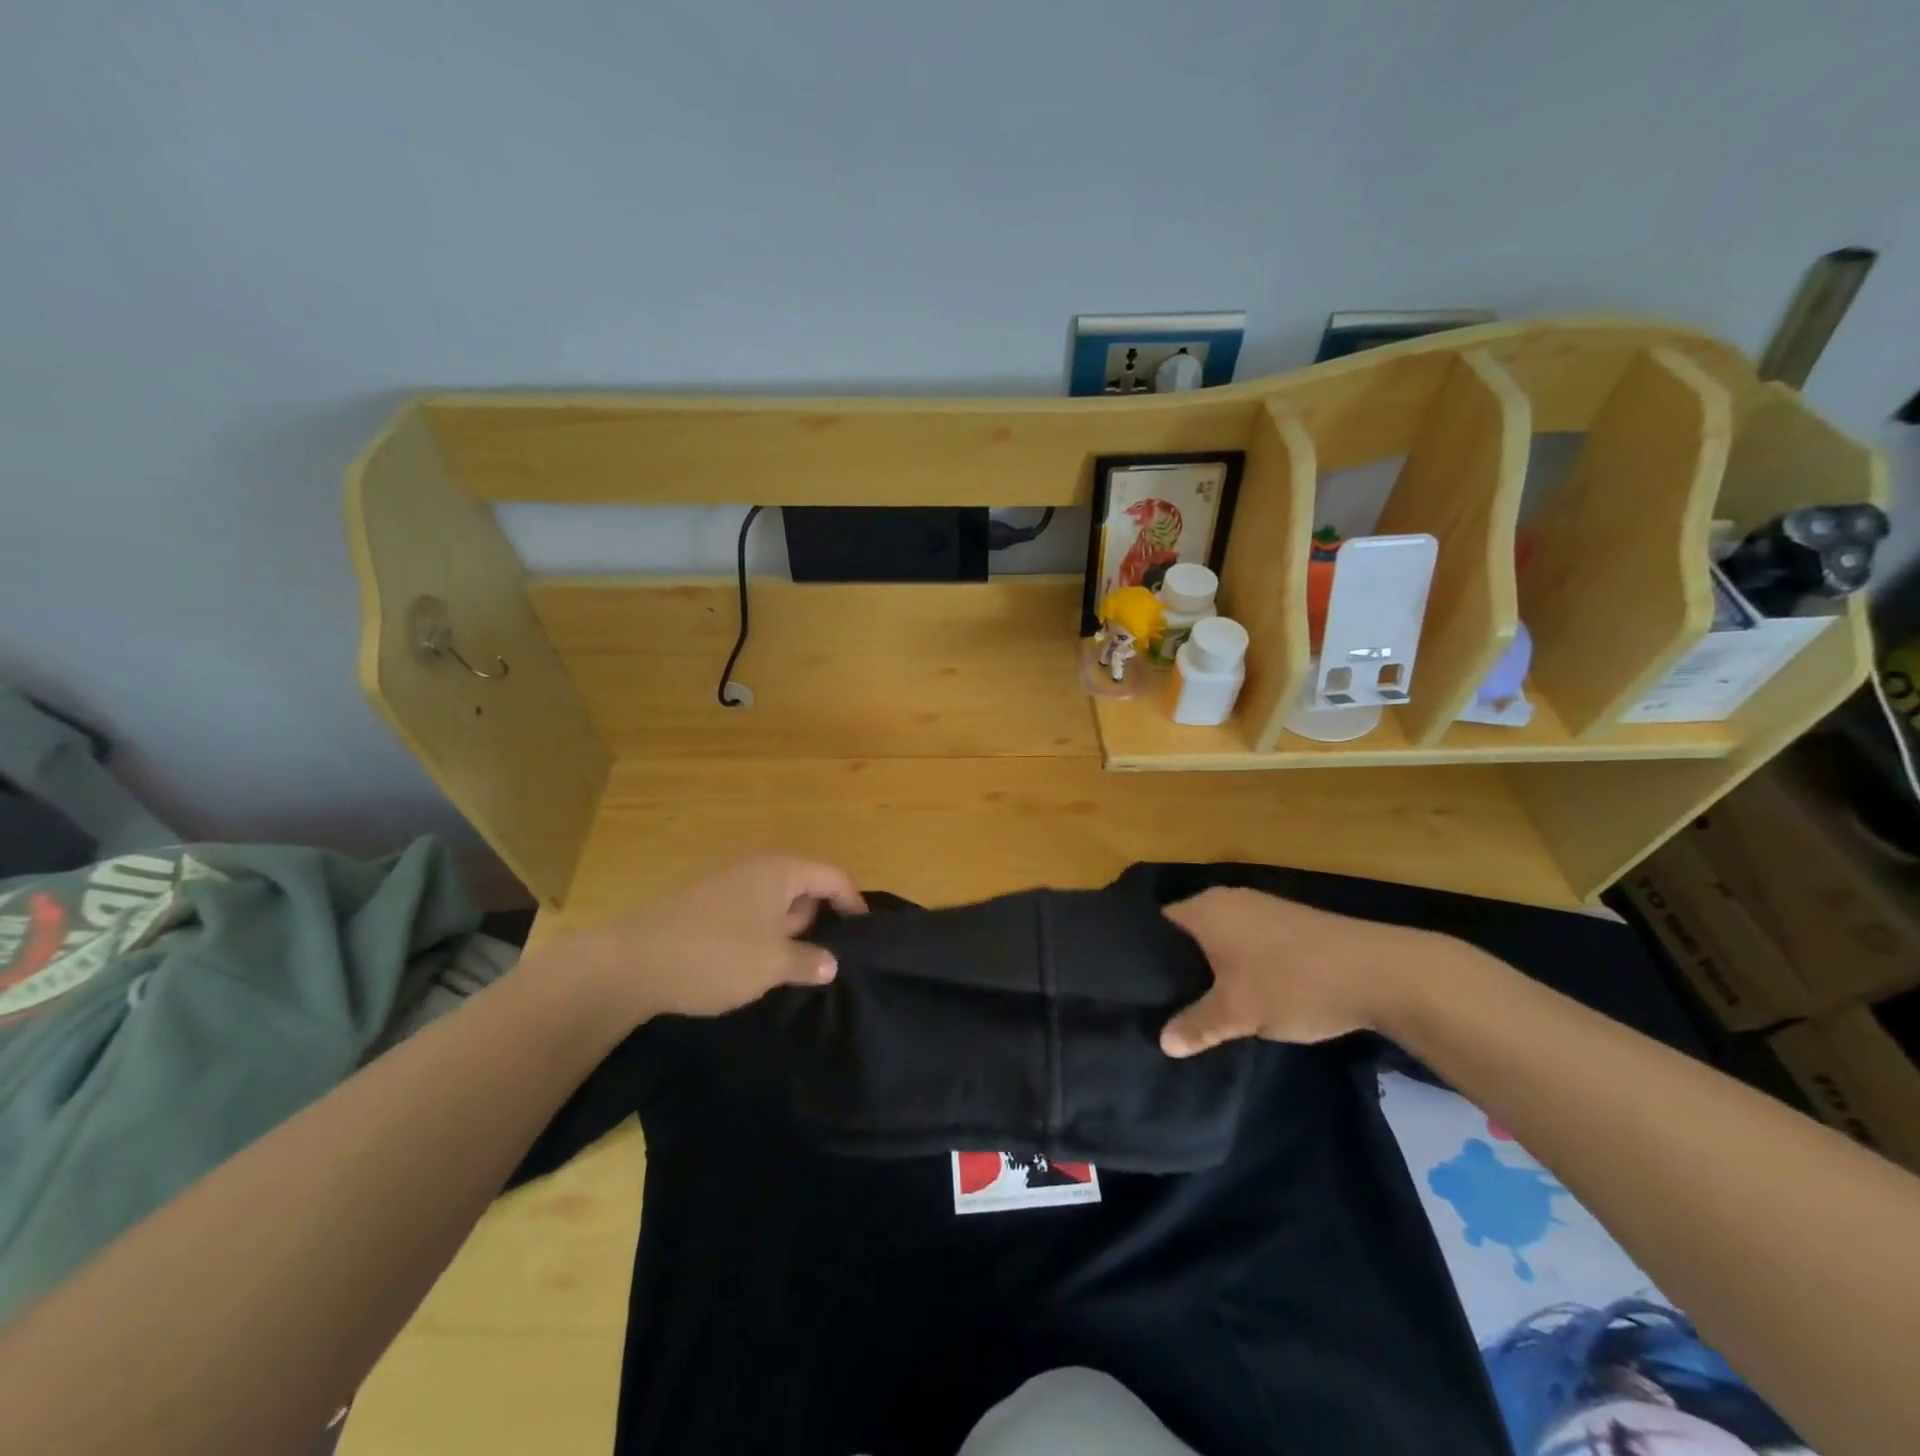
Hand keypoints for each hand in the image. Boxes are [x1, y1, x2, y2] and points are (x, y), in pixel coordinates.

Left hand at [550, 855, 866, 1025]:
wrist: (630, 962)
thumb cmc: (716, 955)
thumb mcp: (773, 964)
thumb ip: (809, 961)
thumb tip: (831, 963)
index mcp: (780, 870)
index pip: (833, 877)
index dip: (853, 904)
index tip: (863, 935)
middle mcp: (755, 865)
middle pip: (803, 884)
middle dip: (815, 918)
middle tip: (817, 956)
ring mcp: (724, 879)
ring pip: (772, 899)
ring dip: (784, 928)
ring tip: (782, 965)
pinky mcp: (700, 899)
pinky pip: (746, 908)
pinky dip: (757, 930)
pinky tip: (746, 963)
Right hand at [1159, 887, 1443, 1056]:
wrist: (1379, 972)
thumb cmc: (1292, 983)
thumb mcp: (1237, 1013)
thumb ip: (1196, 1025)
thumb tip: (1163, 1042)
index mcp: (1206, 909)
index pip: (1158, 926)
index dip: (1146, 957)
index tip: (1141, 990)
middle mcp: (1228, 899)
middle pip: (1189, 932)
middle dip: (1181, 968)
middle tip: (1169, 1005)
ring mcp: (1262, 908)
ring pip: (1222, 939)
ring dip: (1216, 969)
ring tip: (1207, 1006)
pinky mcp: (1290, 922)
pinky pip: (1249, 942)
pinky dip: (1243, 966)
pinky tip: (1250, 996)